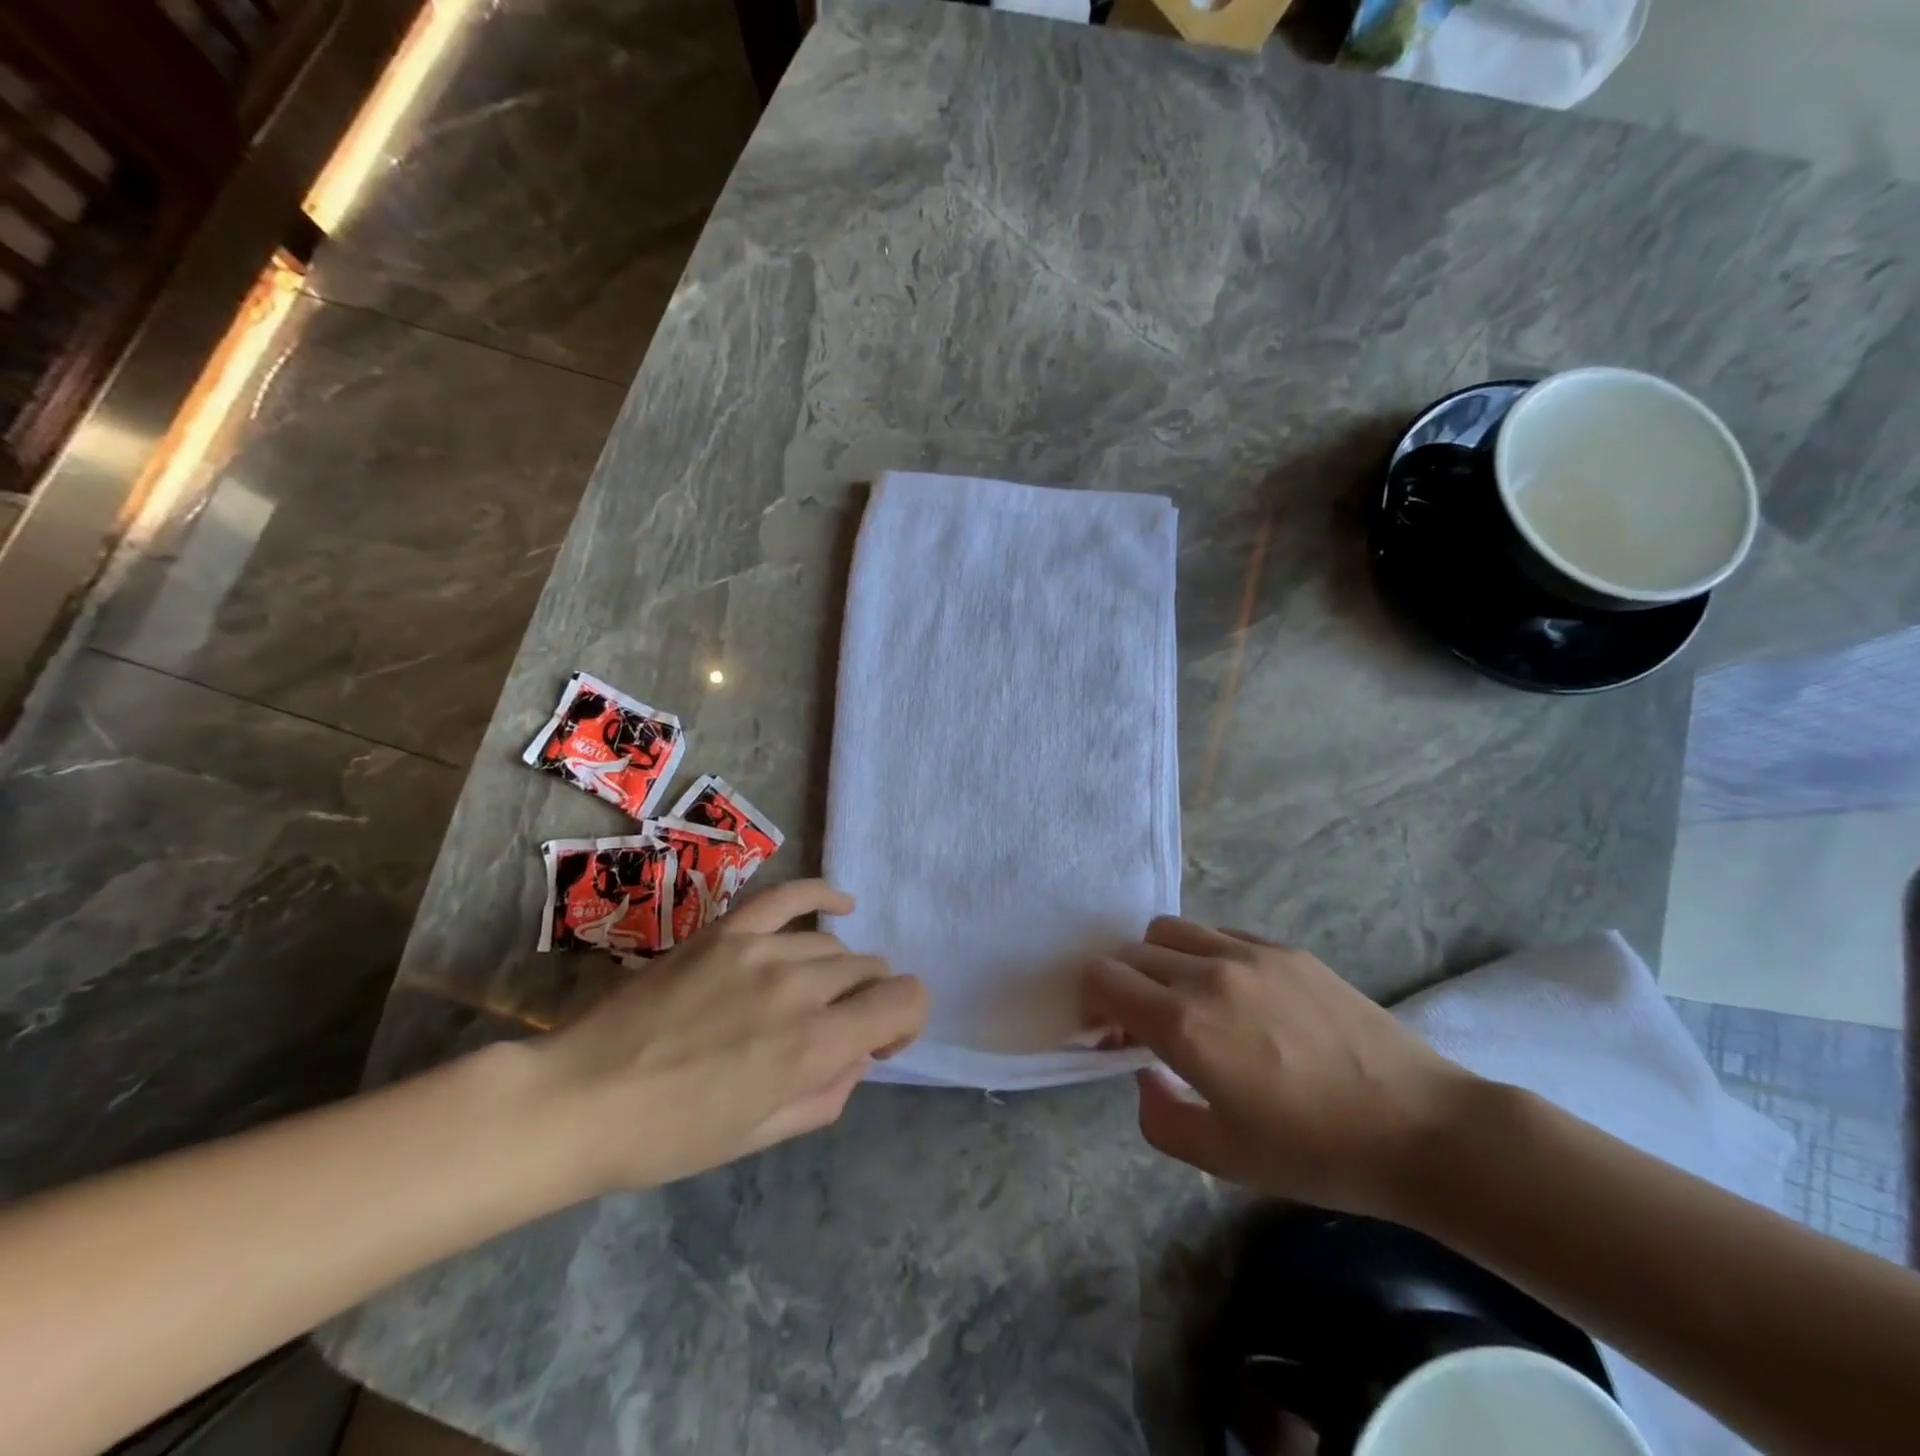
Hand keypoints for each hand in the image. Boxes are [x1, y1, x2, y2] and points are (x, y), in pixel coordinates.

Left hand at [531, 880, 926, 1192]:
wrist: (578, 1101)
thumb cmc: (669, 1137)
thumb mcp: (761, 1136)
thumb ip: (828, 1093)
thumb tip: (855, 1053)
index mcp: (814, 1045)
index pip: (905, 999)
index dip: (907, 1020)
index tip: (879, 1043)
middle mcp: (800, 987)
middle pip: (872, 969)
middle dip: (870, 1000)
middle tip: (838, 1028)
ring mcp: (761, 949)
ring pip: (834, 944)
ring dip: (839, 971)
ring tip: (810, 995)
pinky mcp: (727, 931)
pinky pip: (790, 895)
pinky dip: (823, 895)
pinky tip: (840, 904)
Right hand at [1081, 917, 1473, 1217]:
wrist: (1420, 1128)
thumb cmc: (1315, 1153)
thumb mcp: (1221, 1157)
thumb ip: (1158, 1114)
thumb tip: (1144, 1071)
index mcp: (1182, 1023)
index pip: (1102, 977)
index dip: (1093, 1003)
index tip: (1110, 1034)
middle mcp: (1206, 973)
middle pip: (1131, 951)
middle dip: (1122, 984)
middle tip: (1144, 1024)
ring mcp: (1249, 953)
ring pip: (1171, 929)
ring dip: (1159, 960)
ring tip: (1187, 1000)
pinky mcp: (1285, 949)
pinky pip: (1220, 933)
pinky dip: (1205, 954)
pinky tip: (1236, 993)